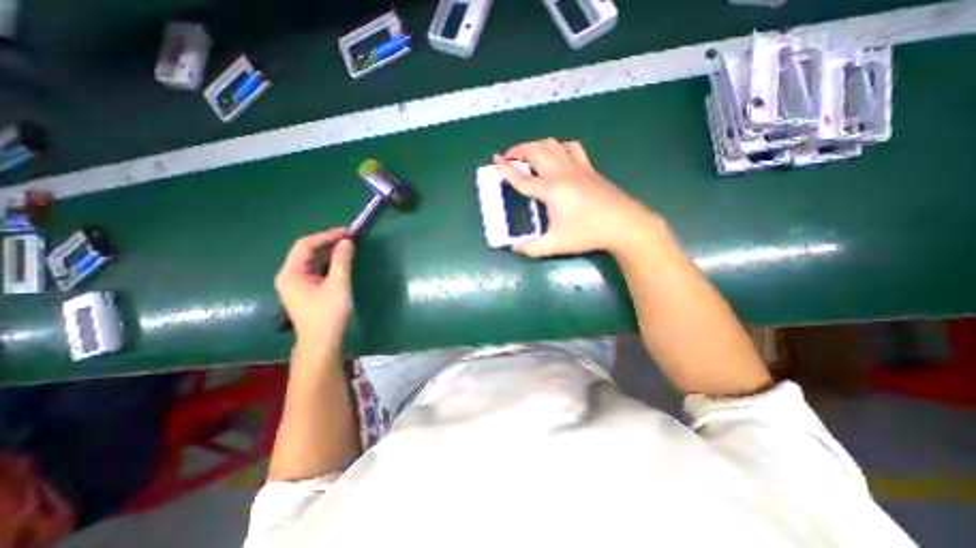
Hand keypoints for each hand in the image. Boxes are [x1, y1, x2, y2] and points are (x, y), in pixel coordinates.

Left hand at [275, 230, 355, 353]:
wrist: (322, 342)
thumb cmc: (328, 313)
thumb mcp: (338, 285)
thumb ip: (342, 261)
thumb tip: (347, 241)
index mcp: (291, 273)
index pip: (305, 245)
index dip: (325, 236)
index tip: (346, 232)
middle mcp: (289, 276)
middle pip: (306, 252)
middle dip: (327, 243)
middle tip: (349, 238)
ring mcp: (296, 284)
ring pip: (312, 261)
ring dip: (329, 253)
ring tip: (347, 247)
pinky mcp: (305, 291)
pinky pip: (316, 271)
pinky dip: (328, 264)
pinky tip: (341, 262)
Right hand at [492, 136, 658, 257]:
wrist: (623, 224)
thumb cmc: (588, 234)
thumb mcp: (556, 245)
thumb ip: (532, 248)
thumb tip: (515, 248)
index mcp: (550, 190)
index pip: (522, 177)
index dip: (506, 169)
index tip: (494, 160)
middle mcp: (561, 173)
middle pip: (535, 151)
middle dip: (518, 150)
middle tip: (509, 157)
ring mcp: (577, 167)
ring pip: (552, 144)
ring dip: (536, 145)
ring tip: (529, 155)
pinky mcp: (589, 167)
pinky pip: (571, 148)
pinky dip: (559, 147)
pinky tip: (557, 155)